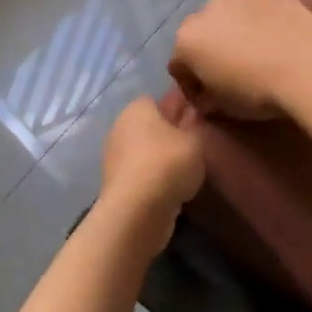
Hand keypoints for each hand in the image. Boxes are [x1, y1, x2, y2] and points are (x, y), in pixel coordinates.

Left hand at [99, 97, 204, 237]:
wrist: (137, 211)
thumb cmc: (168, 164)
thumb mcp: (194, 140)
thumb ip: (194, 123)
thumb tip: (192, 111)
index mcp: (137, 108)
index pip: (159, 99)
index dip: (178, 107)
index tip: (197, 119)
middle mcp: (121, 127)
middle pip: (150, 125)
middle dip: (169, 133)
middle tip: (194, 145)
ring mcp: (115, 156)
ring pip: (145, 150)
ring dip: (161, 158)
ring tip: (187, 169)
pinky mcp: (116, 183)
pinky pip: (141, 172)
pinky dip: (154, 178)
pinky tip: (172, 187)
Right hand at [168, 0, 311, 119]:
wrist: (308, 69)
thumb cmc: (257, 93)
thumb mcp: (223, 108)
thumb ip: (206, 99)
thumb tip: (207, 97)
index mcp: (187, 38)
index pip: (178, 66)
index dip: (191, 86)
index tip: (208, 101)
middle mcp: (208, 10)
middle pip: (201, 35)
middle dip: (209, 53)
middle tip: (229, 76)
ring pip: (230, 19)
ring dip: (235, 36)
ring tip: (256, 58)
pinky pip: (259, 14)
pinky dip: (262, 27)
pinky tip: (279, 45)